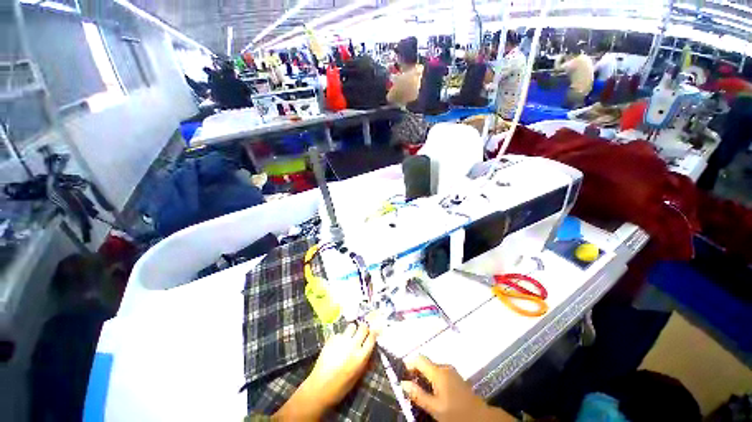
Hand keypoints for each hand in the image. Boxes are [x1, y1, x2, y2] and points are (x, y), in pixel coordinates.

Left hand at [273, 323, 376, 420]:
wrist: (320, 388)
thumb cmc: (341, 386)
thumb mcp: (358, 376)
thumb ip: (365, 361)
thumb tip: (371, 351)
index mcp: (361, 356)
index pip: (372, 336)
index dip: (374, 331)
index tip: (374, 329)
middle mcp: (353, 345)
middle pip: (363, 327)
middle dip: (364, 328)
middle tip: (362, 332)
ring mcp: (342, 341)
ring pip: (351, 326)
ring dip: (352, 330)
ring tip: (349, 338)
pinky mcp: (332, 339)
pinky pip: (340, 333)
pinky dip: (341, 337)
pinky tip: (337, 346)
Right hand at [400, 355, 514, 421]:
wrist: (481, 417)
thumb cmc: (455, 413)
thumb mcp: (434, 408)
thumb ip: (418, 395)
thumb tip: (403, 383)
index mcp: (438, 372)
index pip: (419, 359)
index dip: (409, 364)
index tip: (403, 375)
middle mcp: (444, 367)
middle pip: (426, 363)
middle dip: (417, 372)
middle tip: (411, 387)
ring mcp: (451, 371)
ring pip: (433, 368)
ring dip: (425, 376)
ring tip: (421, 391)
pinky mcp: (456, 376)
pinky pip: (440, 372)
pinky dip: (433, 378)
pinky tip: (434, 392)